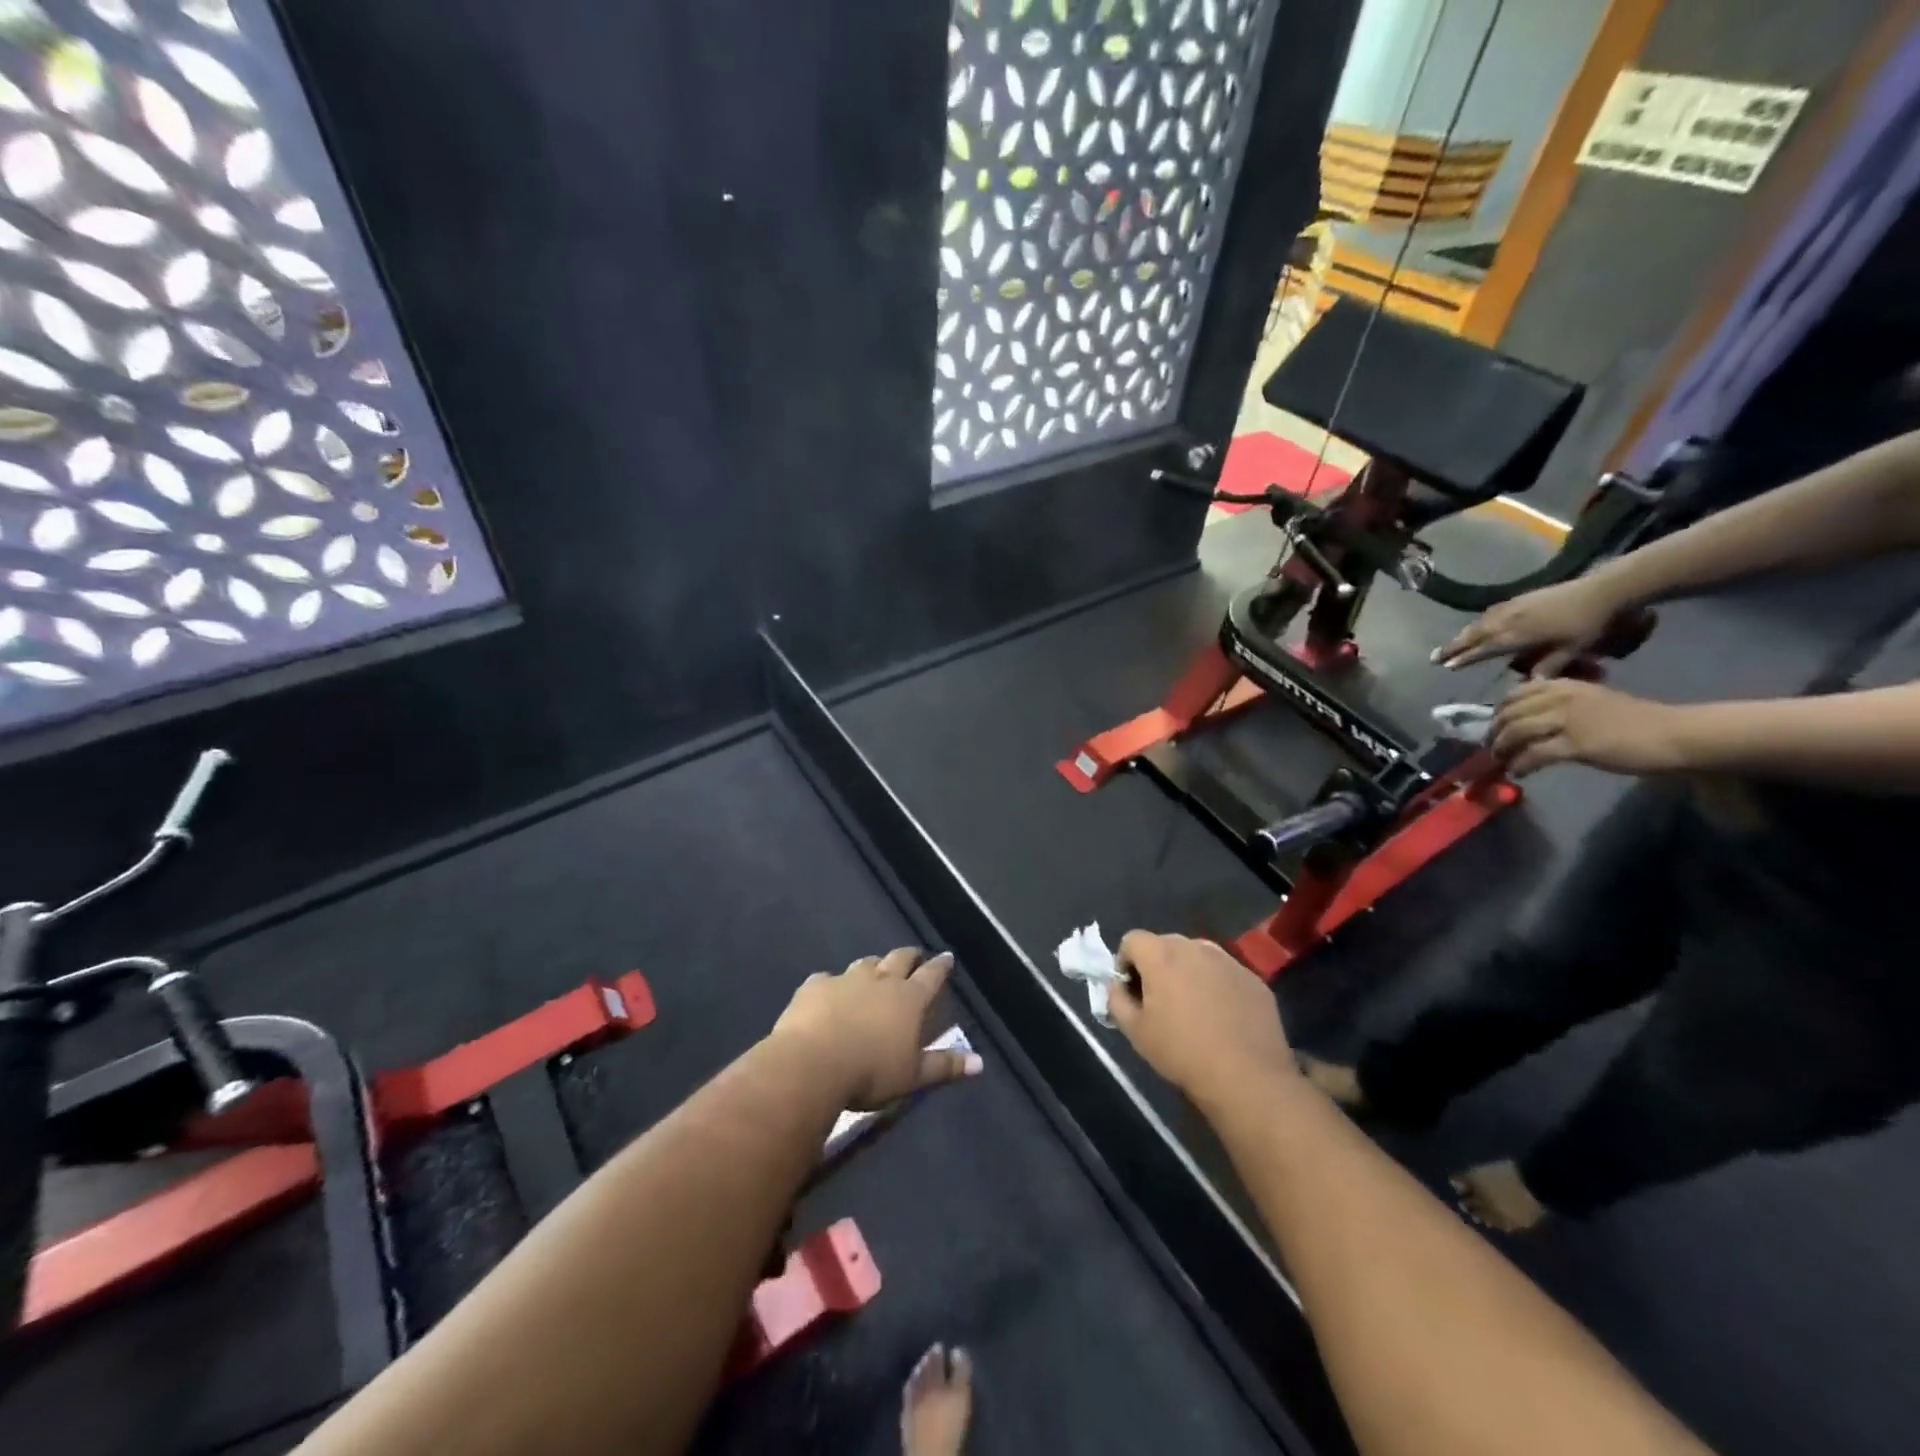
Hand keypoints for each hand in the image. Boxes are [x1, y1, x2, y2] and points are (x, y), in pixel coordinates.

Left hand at [770, 947, 980, 1109]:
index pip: (931, 976)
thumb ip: (944, 1066)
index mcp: (908, 1000)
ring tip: (876, 969)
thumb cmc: (870, 1073)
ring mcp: (846, 980)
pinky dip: (832, 984)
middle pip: (899, 959)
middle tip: (914, 956)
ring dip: (874, 965)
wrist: (812, 1063)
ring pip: (865, 963)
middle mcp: (880, 981)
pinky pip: (827, 979)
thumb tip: (979, 1062)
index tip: (947, 957)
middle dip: (910, 956)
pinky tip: (828, 991)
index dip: (940, 967)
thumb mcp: (912, 1076)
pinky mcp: (815, 986)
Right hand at [1107, 932, 1293, 1109]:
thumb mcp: (1134, 1031)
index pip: (1131, 940)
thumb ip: (1116, 999)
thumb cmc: (1182, 1052)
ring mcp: (1228, 961)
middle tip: (1160, 1002)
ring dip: (1187, 973)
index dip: (1125, 963)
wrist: (1247, 1078)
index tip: (1132, 992)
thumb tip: (1117, 985)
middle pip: (1165, 945)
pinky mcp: (1253, 979)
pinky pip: (1224, 973)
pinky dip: (1216, 986)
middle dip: (1156, 966)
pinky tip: (1222, 1018)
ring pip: (1197, 957)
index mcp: (1162, 954)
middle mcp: (1195, 947)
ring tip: (1193, 1009)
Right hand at [1435, 578, 1632, 672]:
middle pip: (1474, 634)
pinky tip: (1477, 624)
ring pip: (1480, 623)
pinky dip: (1478, 622)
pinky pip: (1490, 613)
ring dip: (1462, 634)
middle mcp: (1510, 619)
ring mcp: (1514, 607)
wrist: (1605, 589)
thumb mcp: (1573, 650)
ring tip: (1449, 644)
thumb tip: (1527, 685)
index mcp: (1519, 634)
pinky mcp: (1520, 598)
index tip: (1447, 666)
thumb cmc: (1590, 623)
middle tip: (1434, 657)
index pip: (1485, 649)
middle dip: (1453, 646)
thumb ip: (1548, 666)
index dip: (1465, 658)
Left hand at [1490, 679, 1690, 777]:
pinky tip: (1518, 772)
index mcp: (1565, 685)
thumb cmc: (1635, 719)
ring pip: (1516, 733)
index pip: (1515, 694)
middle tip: (1492, 748)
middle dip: (1495, 732)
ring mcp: (1568, 720)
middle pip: (1510, 714)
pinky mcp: (1577, 744)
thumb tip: (1527, 716)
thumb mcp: (1591, 700)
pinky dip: (1521, 764)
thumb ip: (1560, 703)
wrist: (1673, 734)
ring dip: (1503, 749)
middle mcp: (1561, 698)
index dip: (1499, 712)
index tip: (1495, 726)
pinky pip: (1534, 754)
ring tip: (1501, 761)